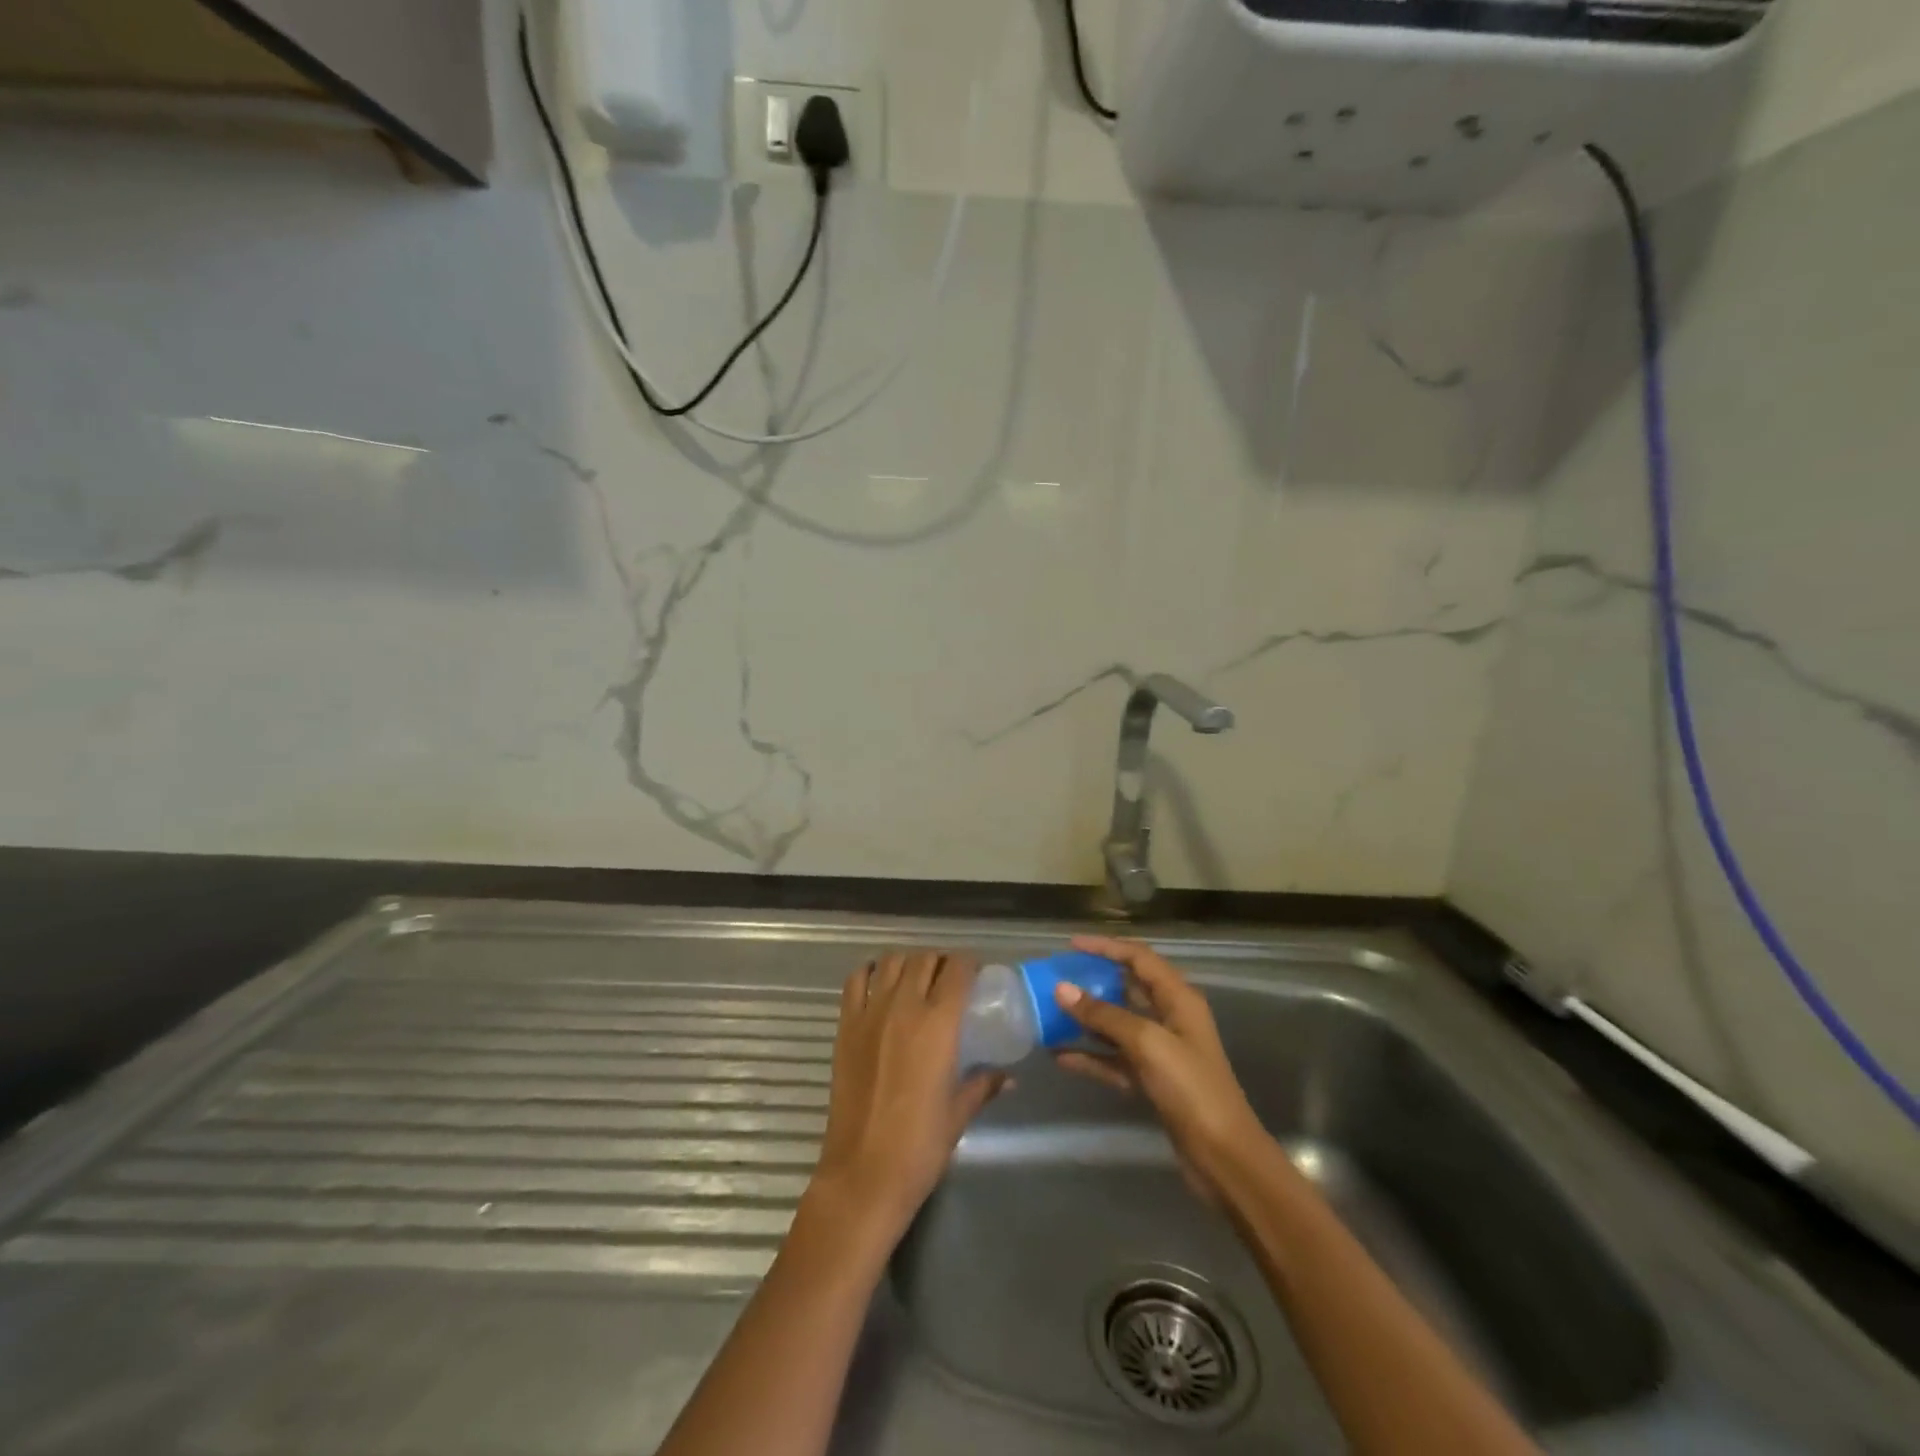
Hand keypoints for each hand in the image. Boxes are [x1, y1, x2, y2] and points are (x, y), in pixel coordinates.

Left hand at [806, 951, 1007, 1246]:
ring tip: (918, 978)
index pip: (958, 969)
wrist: (864, 1173)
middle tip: (951, 979)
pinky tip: (881, 982)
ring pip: (892, 961)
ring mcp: (871, 1013)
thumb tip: (1008, 1077)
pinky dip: (870, 972)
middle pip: (925, 959)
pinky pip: (857, 980)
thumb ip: (983, 1084)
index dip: (971, 964)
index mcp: (939, 1024)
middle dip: (942, 961)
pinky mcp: (846, 1025)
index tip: (978, 974)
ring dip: (909, 962)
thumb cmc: (920, 1146)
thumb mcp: (959, 1113)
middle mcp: (905, 1006)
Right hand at [1053, 936, 1267, 1203]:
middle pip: (1127, 988)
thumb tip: (1062, 988)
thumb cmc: (1191, 1088)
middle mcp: (1170, 1018)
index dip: (1106, 947)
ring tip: (1050, 1014)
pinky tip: (1061, 1056)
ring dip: (1087, 1020)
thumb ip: (1104, 1015)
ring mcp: (1161, 1051)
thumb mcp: (1147, 1043)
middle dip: (1093, 981)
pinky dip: (1091, 1056)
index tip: (1070, 945)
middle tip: (1056, 978)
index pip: (1139, 958)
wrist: (1223, 1157)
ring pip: (1117, 1024)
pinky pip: (1114, 1059)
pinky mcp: (1152, 1080)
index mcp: (1178, 998)